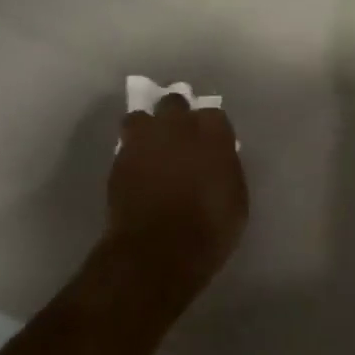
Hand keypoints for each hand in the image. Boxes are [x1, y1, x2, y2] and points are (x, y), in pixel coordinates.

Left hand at [106, 94, 248, 308]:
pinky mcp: (119, 160)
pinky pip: (125, 146)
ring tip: (150, 148)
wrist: (158, 251)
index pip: (214, 115)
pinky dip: (132, 154)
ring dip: (147, 129)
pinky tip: (137, 170)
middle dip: (176, 116)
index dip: (211, 129)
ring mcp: (145, 140)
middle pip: (174, 103)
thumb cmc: (209, 229)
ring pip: (141, 117)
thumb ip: (226, 169)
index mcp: (213, 133)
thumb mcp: (235, 199)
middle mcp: (178, 126)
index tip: (211, 144)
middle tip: (179, 139)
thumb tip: (218, 161)